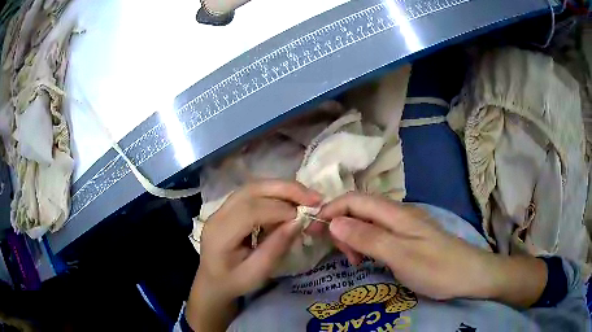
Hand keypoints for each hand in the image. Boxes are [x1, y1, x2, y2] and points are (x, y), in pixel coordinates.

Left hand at [187, 180, 320, 330]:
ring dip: (282, 188)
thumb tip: (298, 222)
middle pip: (251, 190)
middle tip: (313, 197)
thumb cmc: (233, 282)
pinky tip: (290, 200)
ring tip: (306, 196)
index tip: (304, 216)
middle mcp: (218, 215)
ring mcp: (222, 208)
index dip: (278, 210)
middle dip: (285, 189)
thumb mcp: (256, 274)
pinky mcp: (229, 207)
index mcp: (220, 234)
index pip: (249, 211)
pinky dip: (275, 193)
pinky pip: (253, 193)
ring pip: (253, 187)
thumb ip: (275, 248)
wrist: (212, 282)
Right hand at [318, 193, 546, 305]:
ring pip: (368, 222)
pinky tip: (367, 260)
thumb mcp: (400, 256)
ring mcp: (404, 225)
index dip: (331, 209)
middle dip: (340, 226)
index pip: (354, 200)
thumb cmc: (437, 268)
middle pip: (359, 209)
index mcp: (395, 213)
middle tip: (339, 254)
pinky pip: (378, 234)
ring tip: (353, 261)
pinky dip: (365, 244)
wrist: (470, 274)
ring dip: (352, 237)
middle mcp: (398, 214)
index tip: (313, 230)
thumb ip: (367, 238)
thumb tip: (334, 221)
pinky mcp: (408, 237)